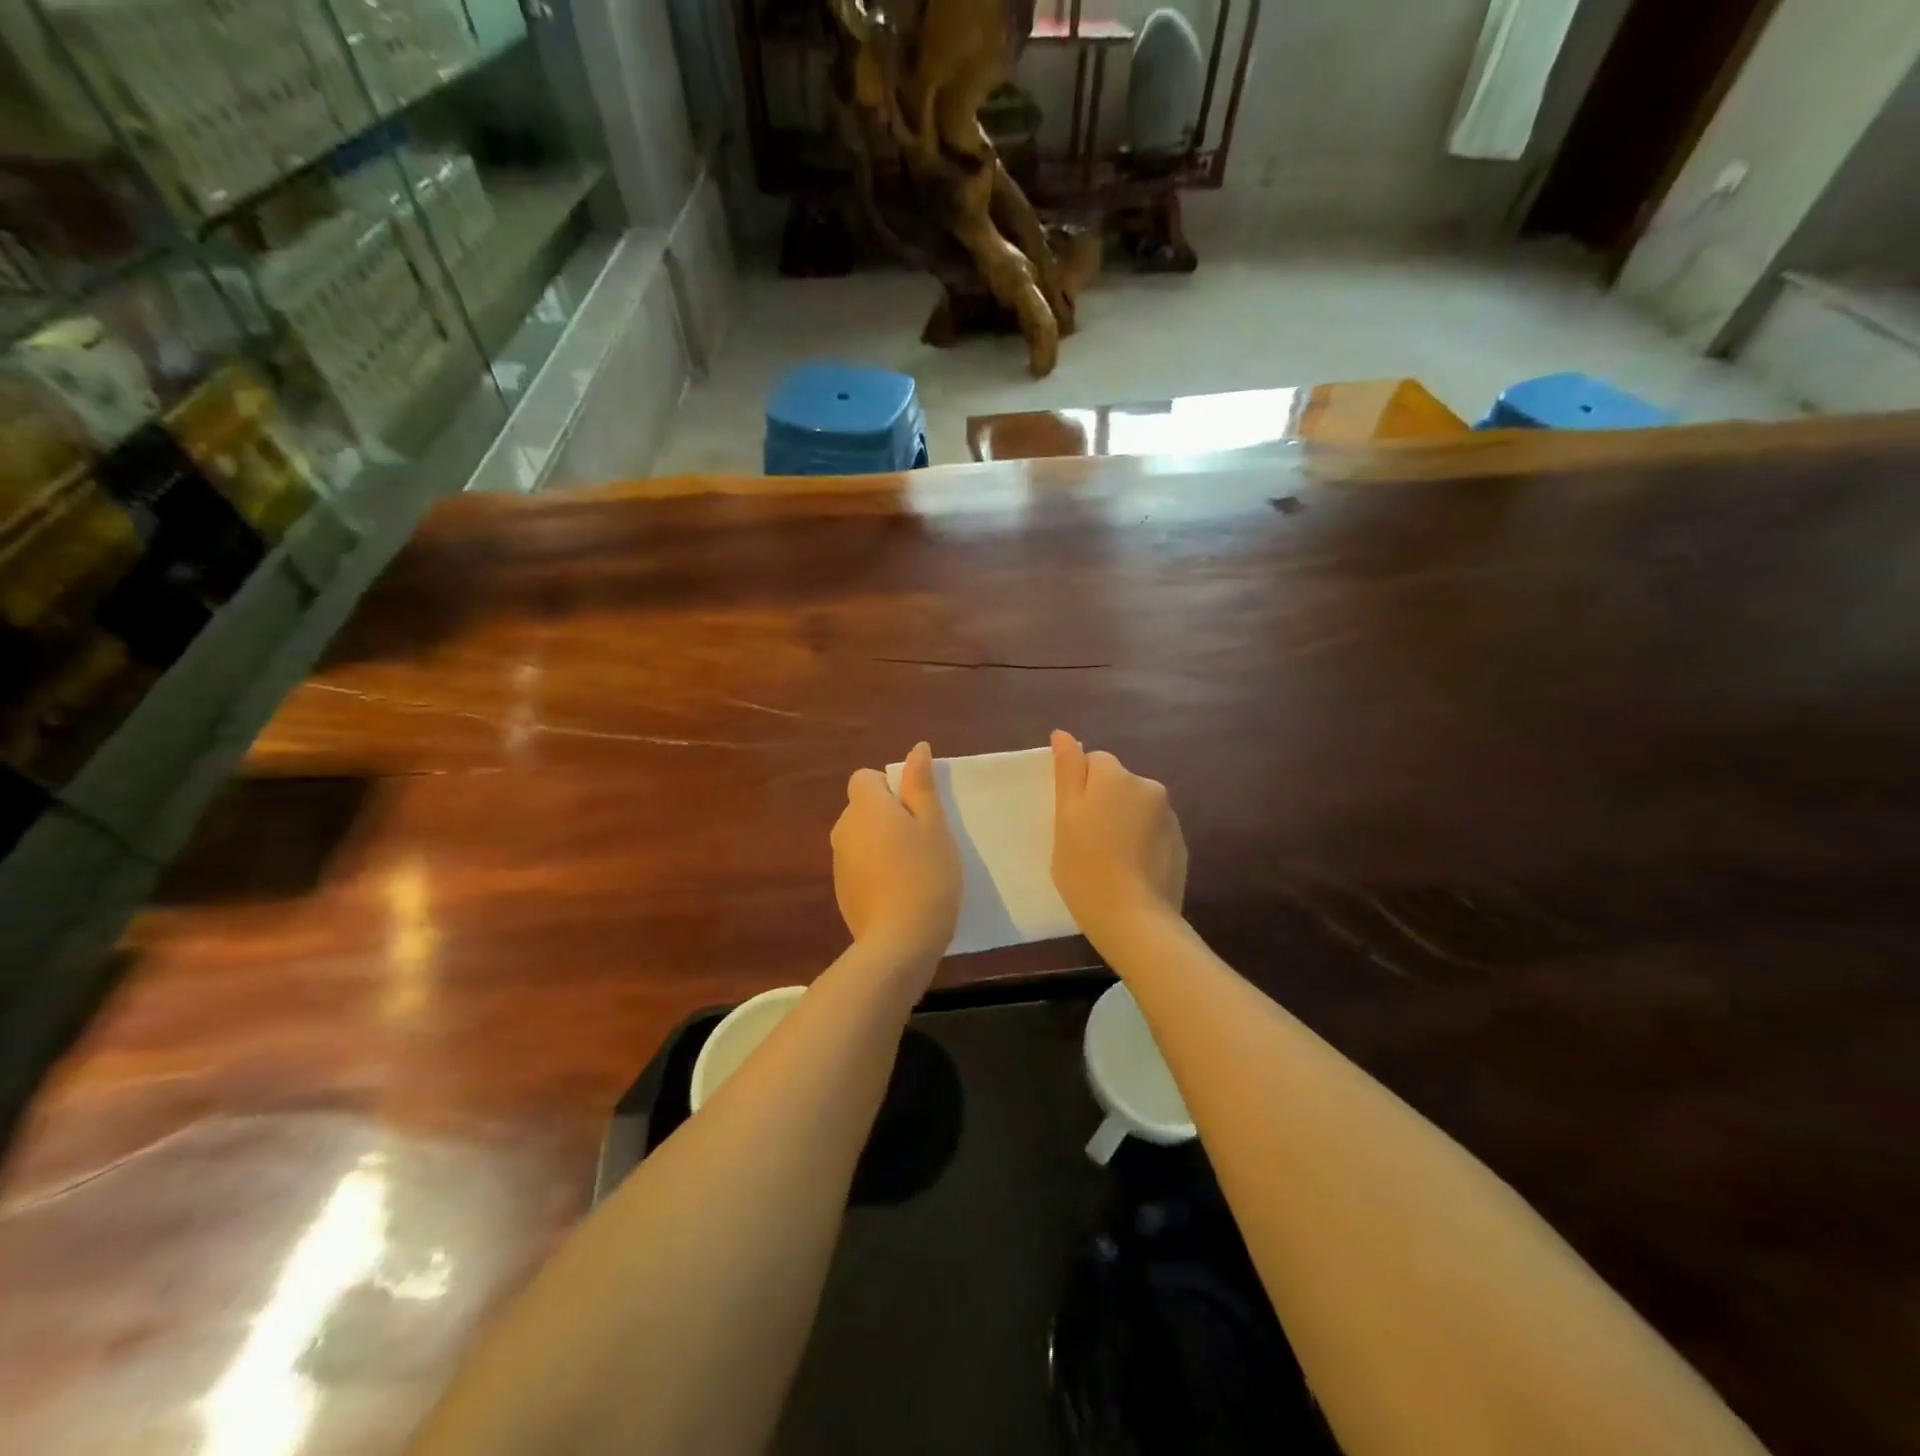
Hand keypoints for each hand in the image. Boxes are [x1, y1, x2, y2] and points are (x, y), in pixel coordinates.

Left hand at [832, 741, 960, 960]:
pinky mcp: (841, 890)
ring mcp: (838, 862)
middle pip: (863, 807)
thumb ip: (921, 785)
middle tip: (923, 840)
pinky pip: (859, 864)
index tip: (916, 810)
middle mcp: (843, 828)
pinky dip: (876, 869)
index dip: (890, 787)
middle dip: (889, 816)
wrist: (899, 941)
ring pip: (861, 837)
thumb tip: (916, 749)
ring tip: (914, 869)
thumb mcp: (934, 825)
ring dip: (882, 843)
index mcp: (864, 807)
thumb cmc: (926, 874)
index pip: (864, 777)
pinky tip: (900, 892)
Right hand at [1050, 730, 1187, 943]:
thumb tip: (1063, 734)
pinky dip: (1141, 842)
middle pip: (1117, 783)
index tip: (1070, 821)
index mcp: (1116, 776)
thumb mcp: (1065, 817)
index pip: (1093, 762)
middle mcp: (1148, 786)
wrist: (1136, 920)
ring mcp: (1169, 817)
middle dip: (1103, 803)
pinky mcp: (1180, 845)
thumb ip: (1067, 771)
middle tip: (1084, 841)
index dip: (1078, 789)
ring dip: (1123, 822)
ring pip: (1136, 808)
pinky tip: (1130, 872)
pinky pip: (1152, 832)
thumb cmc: (1086, 867)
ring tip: (1108, 860)